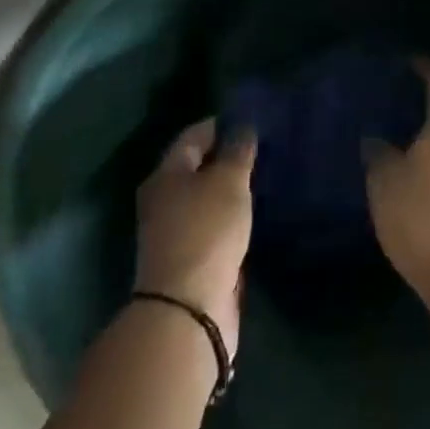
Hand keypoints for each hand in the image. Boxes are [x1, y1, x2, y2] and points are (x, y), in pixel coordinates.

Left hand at [135, 119, 256, 356]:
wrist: (188, 310)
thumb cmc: (206, 232)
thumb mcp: (228, 182)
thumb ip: (238, 151)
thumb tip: (243, 127)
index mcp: (166, 175)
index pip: (194, 136)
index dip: (222, 124)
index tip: (252, 118)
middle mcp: (165, 200)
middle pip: (198, 168)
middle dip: (228, 157)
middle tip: (264, 147)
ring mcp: (176, 233)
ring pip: (207, 200)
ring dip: (231, 190)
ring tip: (265, 177)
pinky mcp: (192, 260)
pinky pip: (215, 227)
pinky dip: (233, 218)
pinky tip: (255, 213)